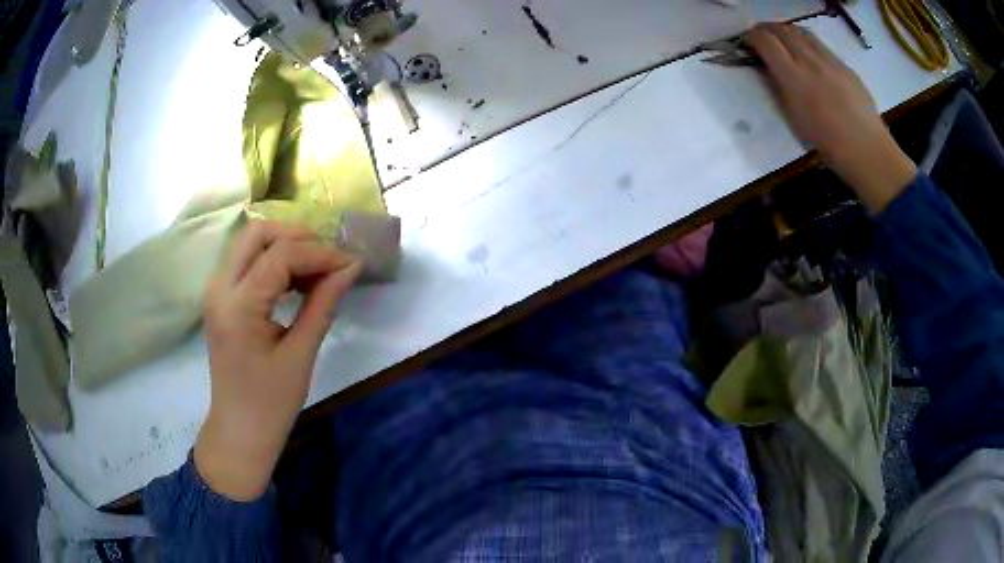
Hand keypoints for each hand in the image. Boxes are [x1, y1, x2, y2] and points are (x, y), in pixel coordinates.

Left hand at [194, 220, 362, 500]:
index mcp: (238, 306)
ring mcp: (216, 291)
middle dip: (297, 236)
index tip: (351, 262)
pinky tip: (297, 281)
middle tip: (329, 257)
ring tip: (318, 270)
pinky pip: (247, 262)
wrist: (240, 430)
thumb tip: (350, 267)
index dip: (319, 253)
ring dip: (285, 247)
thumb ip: (323, 304)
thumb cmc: (271, 403)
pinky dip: (273, 262)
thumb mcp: (301, 354)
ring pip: (250, 243)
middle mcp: (219, 288)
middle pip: (256, 233)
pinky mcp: (221, 298)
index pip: (280, 255)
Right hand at [745, 23, 916, 212]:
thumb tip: (768, 69)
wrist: (867, 150)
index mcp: (794, 77)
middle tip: (759, 34)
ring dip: (785, 30)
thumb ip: (779, 88)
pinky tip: (805, 50)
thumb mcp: (794, 118)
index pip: (766, 42)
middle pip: (782, 30)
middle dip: (766, 28)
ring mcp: (829, 60)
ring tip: (780, 36)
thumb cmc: (827, 143)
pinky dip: (805, 40)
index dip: (752, 36)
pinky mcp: (844, 65)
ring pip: (801, 32)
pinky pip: (819, 44)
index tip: (746, 40)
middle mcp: (810, 61)